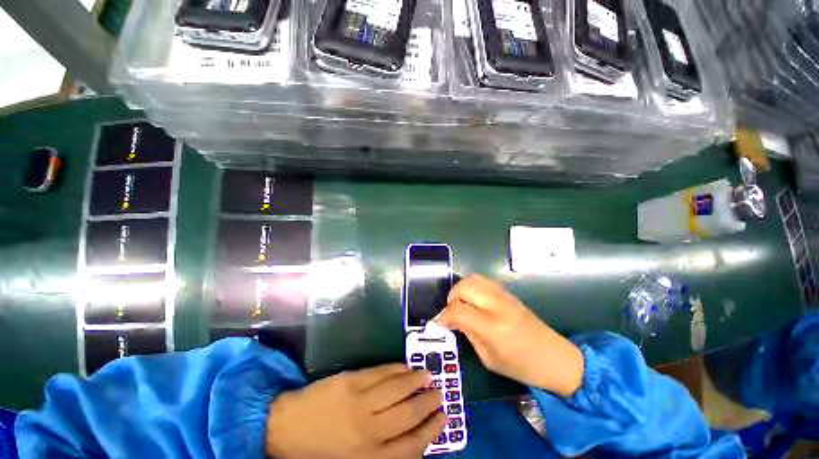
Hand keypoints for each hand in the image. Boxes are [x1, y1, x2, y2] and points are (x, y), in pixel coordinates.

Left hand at [266, 364, 445, 458]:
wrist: (285, 427)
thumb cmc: (319, 453)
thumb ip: (382, 454)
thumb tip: (411, 440)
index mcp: (370, 458)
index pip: (413, 446)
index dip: (432, 431)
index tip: (444, 418)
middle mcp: (370, 430)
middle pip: (409, 414)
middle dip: (428, 403)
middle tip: (440, 393)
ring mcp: (361, 402)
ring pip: (398, 389)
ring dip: (416, 381)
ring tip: (428, 375)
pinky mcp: (352, 381)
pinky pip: (381, 373)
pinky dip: (397, 369)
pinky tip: (406, 367)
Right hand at [436, 274, 583, 396]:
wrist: (556, 358)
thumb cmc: (522, 367)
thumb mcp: (489, 358)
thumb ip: (468, 334)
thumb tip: (452, 320)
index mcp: (493, 326)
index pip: (458, 309)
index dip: (443, 315)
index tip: (438, 323)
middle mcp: (497, 305)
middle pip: (464, 286)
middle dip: (452, 297)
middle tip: (451, 312)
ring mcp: (504, 295)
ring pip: (473, 278)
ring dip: (461, 289)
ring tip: (461, 304)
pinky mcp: (508, 293)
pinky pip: (483, 281)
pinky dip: (472, 287)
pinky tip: (474, 301)